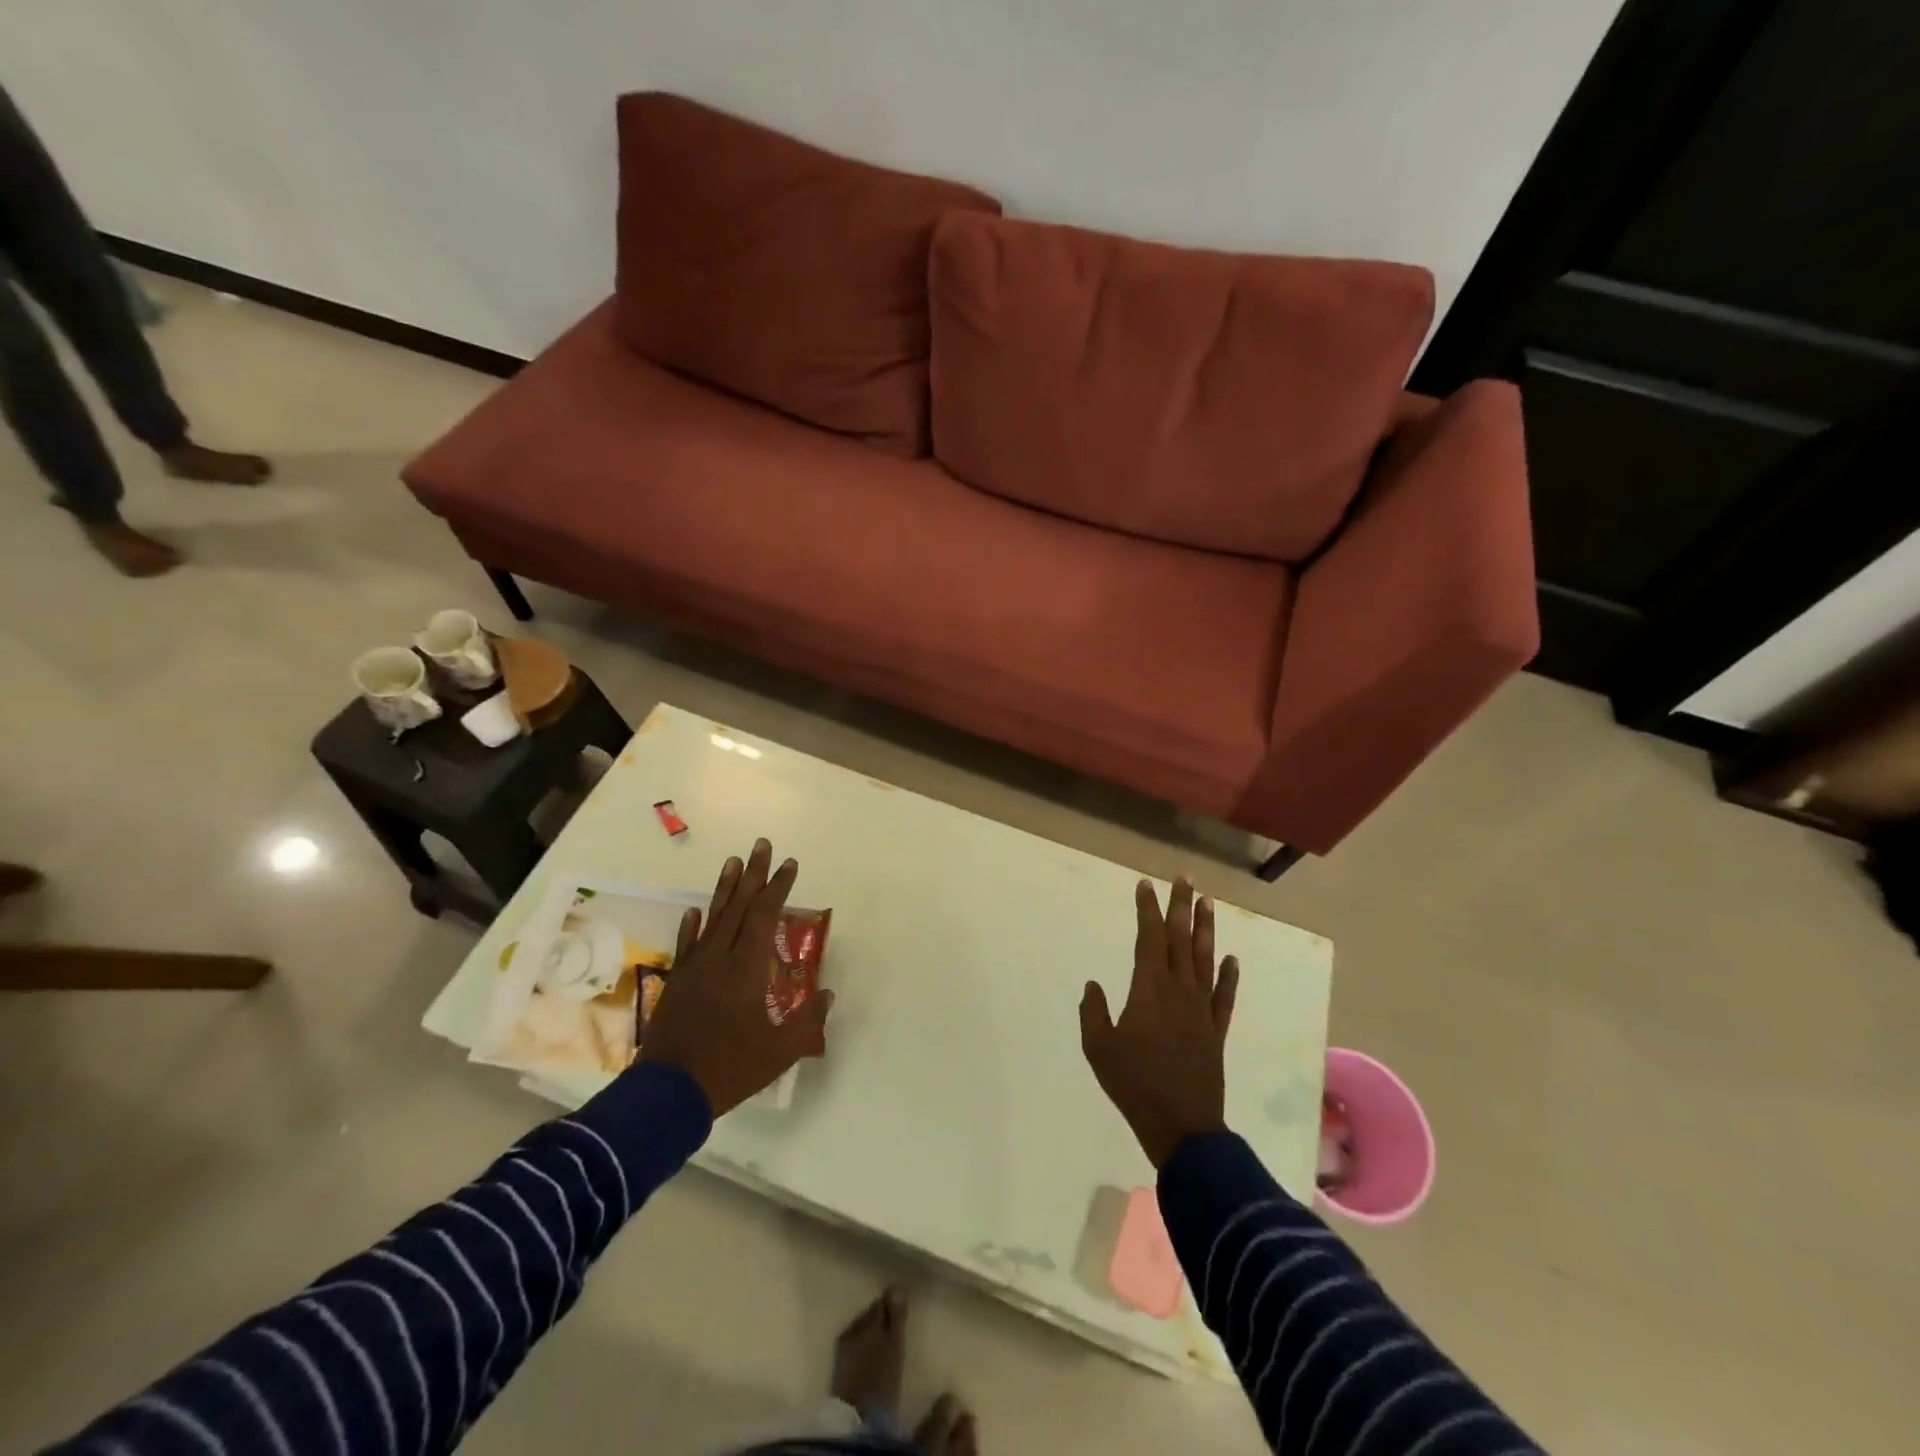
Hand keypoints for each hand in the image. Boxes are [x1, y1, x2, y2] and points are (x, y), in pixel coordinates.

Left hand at [641, 838, 833, 1116]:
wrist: (666, 1093)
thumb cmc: (729, 1069)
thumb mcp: (780, 1051)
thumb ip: (806, 1020)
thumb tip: (827, 994)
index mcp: (746, 968)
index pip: (764, 915)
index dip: (778, 887)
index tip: (790, 864)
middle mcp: (719, 957)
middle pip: (738, 906)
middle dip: (753, 874)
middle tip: (761, 845)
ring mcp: (694, 968)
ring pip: (712, 918)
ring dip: (724, 888)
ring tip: (732, 861)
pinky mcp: (677, 982)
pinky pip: (687, 944)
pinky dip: (693, 925)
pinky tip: (695, 911)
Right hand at [1080, 877, 1238, 1168]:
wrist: (1182, 1126)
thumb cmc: (1134, 1084)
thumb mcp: (1099, 1048)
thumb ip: (1094, 1012)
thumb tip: (1093, 985)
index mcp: (1149, 989)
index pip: (1149, 938)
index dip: (1147, 909)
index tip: (1145, 885)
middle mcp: (1179, 990)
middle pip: (1180, 939)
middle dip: (1181, 906)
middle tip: (1185, 878)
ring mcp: (1201, 1010)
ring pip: (1204, 960)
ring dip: (1205, 930)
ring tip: (1209, 903)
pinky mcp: (1215, 1031)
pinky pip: (1224, 996)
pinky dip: (1228, 976)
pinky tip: (1231, 959)